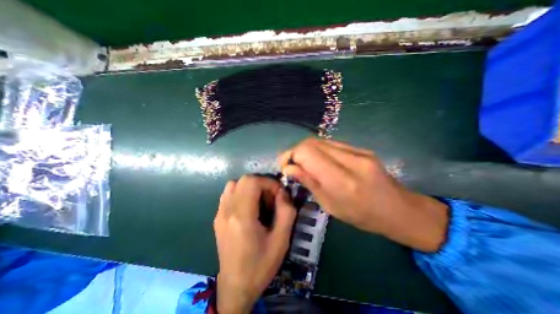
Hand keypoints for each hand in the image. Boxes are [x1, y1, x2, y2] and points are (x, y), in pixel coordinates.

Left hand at [214, 175, 293, 311]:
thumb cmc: (261, 265)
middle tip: (270, 198)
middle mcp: (227, 211)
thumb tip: (283, 192)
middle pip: (243, 180)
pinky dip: (241, 192)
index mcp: (242, 217)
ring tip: (260, 201)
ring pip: (234, 184)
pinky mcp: (218, 217)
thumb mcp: (281, 240)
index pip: (252, 182)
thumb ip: (286, 212)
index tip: (278, 194)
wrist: (236, 286)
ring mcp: (220, 213)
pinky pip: (229, 194)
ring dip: (250, 187)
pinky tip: (249, 206)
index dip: (268, 182)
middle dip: (261, 183)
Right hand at [277, 138, 449, 251]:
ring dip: (306, 150)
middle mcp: (350, 159)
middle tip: (291, 165)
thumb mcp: (330, 206)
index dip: (291, 156)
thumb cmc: (363, 216)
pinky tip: (318, 161)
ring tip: (303, 163)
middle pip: (312, 142)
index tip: (285, 167)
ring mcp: (358, 151)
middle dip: (295, 151)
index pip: (307, 153)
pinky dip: (318, 150)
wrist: (399, 209)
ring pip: (320, 140)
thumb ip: (309, 183)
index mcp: (342, 180)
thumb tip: (289, 168)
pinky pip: (331, 143)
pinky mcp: (361, 148)